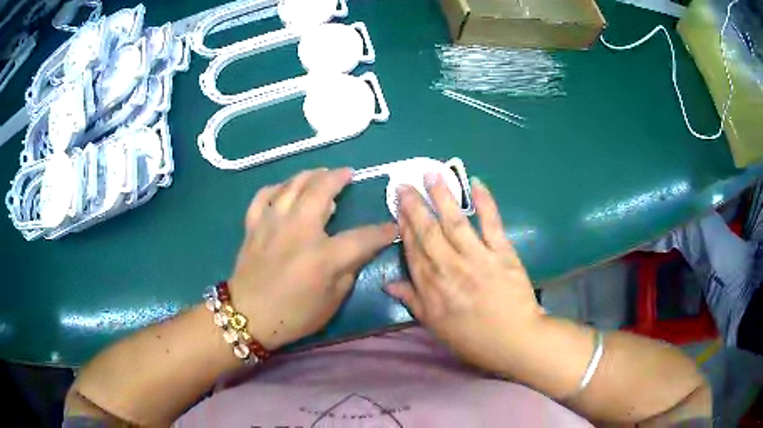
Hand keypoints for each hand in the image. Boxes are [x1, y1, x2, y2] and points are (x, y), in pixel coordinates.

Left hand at [229, 168, 396, 349]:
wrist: (247, 317)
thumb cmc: (293, 315)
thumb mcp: (331, 302)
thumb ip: (349, 271)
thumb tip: (359, 250)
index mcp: (323, 255)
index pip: (362, 237)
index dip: (382, 231)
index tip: (392, 226)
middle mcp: (298, 230)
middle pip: (321, 190)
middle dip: (338, 177)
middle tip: (347, 173)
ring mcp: (272, 223)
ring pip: (292, 185)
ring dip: (310, 174)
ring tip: (321, 173)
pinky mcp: (254, 225)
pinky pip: (264, 196)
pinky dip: (276, 188)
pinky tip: (284, 190)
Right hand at [386, 173, 543, 374]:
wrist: (514, 340)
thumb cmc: (473, 337)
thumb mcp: (435, 325)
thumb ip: (412, 301)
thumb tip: (387, 284)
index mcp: (431, 286)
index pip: (413, 249)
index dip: (404, 225)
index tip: (398, 207)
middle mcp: (449, 267)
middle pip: (428, 231)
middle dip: (415, 205)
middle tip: (405, 183)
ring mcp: (476, 257)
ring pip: (454, 221)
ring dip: (442, 196)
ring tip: (432, 174)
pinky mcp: (502, 253)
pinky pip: (491, 224)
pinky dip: (485, 203)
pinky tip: (477, 184)